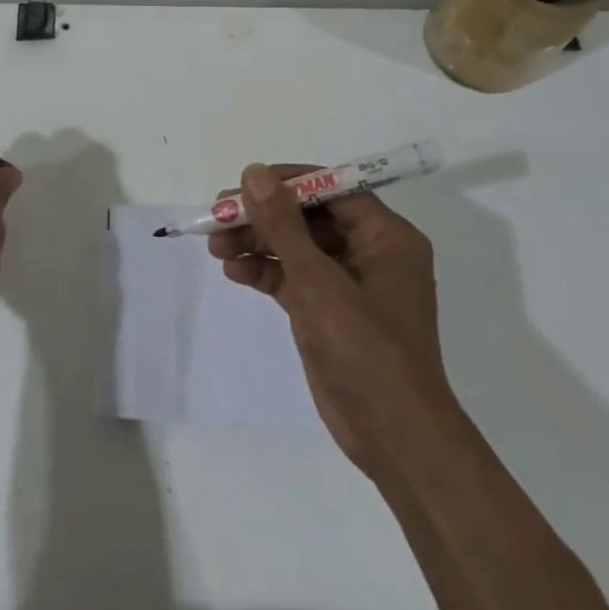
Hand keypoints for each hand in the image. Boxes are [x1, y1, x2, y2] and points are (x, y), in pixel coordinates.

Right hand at [209, 164, 454, 476]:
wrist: (393, 437)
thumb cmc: (365, 349)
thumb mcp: (318, 281)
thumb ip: (283, 225)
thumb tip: (254, 172)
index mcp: (387, 237)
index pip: (332, 190)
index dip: (286, 183)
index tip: (243, 185)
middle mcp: (371, 254)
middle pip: (309, 218)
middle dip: (263, 218)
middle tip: (217, 217)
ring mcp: (349, 286)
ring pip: (296, 249)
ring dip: (257, 244)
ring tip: (215, 247)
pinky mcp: (330, 313)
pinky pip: (293, 279)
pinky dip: (265, 273)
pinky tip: (234, 272)